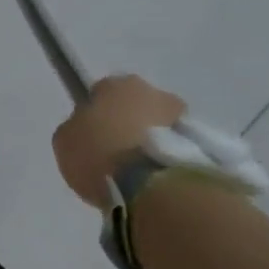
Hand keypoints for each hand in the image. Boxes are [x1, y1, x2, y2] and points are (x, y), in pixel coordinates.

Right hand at [52, 74, 187, 207]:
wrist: (152, 184)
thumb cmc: (100, 154)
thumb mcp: (66, 142)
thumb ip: (76, 129)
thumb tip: (88, 129)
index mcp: (114, 84)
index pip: (101, 93)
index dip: (95, 114)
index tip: (92, 136)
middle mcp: (151, 90)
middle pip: (135, 105)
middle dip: (128, 123)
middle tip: (117, 153)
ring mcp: (181, 114)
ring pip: (160, 124)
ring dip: (152, 139)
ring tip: (140, 171)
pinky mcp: (203, 142)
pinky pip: (177, 145)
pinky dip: (169, 156)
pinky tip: (157, 177)